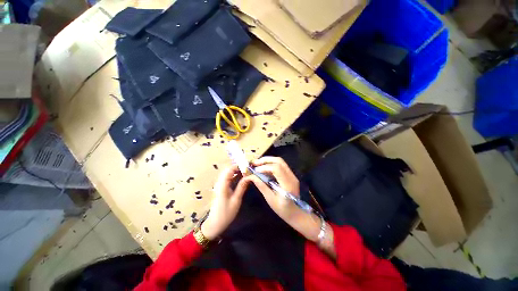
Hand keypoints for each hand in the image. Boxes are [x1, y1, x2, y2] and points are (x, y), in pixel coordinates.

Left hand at [201, 165, 250, 240]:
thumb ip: (242, 186)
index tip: (248, 167)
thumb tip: (249, 176)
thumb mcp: (236, 200)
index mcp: (222, 184)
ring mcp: (220, 185)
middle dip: (238, 167)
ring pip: (228, 173)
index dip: (239, 166)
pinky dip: (235, 176)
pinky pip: (228, 178)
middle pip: (228, 169)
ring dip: (237, 171)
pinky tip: (241, 178)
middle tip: (249, 170)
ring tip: (247, 173)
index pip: (230, 169)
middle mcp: (220, 182)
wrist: (214, 224)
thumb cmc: (226, 213)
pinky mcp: (221, 188)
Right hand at [248, 157, 321, 242]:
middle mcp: (292, 177)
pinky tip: (264, 168)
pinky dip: (271, 164)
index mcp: (287, 184)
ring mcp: (292, 175)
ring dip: (268, 161)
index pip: (277, 169)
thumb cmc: (283, 210)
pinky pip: (281, 166)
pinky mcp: (291, 175)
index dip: (265, 167)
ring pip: (280, 162)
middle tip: (255, 162)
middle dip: (266, 160)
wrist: (296, 214)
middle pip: (279, 161)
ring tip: (257, 164)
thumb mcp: (270, 199)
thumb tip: (251, 176)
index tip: (255, 170)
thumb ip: (261, 186)